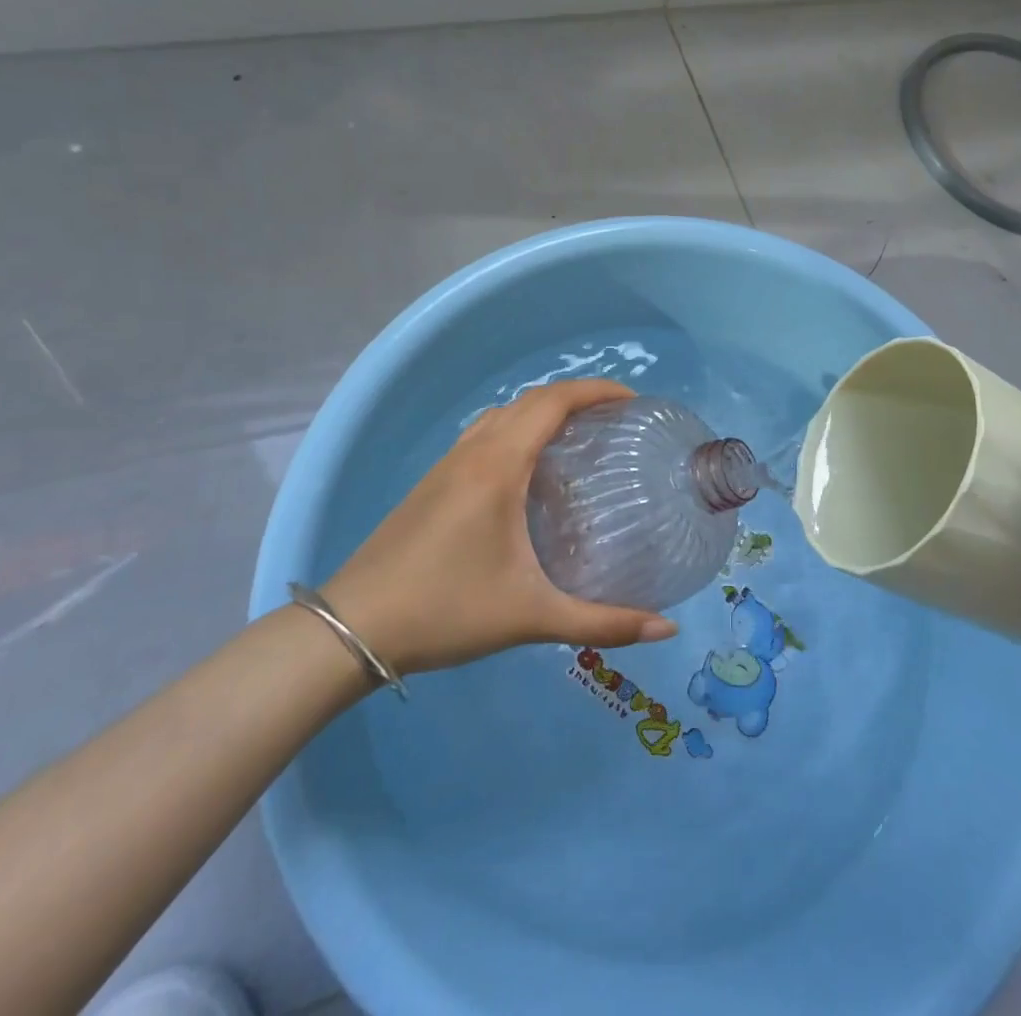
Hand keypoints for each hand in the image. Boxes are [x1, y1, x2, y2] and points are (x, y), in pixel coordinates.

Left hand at [317, 378, 678, 677]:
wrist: (353, 627)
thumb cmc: (446, 611)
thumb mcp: (532, 617)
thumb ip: (602, 622)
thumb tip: (667, 629)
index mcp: (499, 465)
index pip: (554, 402)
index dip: (596, 391)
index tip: (633, 399)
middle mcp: (474, 451)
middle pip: (531, 401)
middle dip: (576, 398)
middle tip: (615, 420)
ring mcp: (447, 464)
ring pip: (502, 414)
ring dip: (542, 412)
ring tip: (577, 439)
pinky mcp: (432, 482)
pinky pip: (483, 435)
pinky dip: (516, 431)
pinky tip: (527, 473)